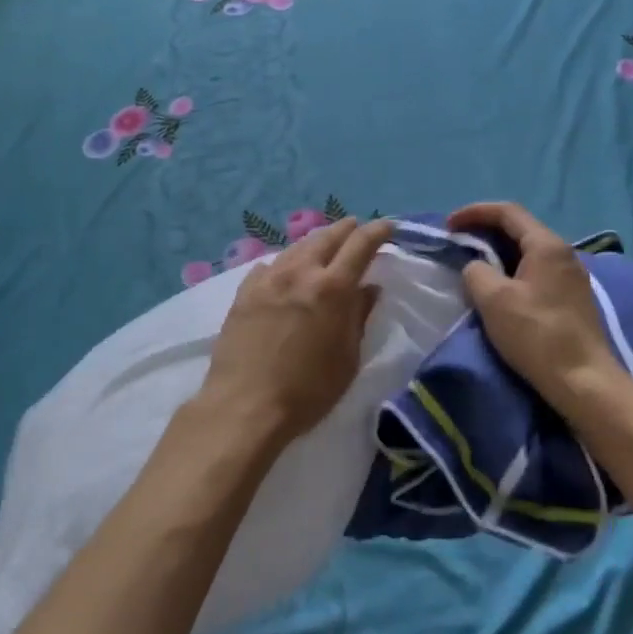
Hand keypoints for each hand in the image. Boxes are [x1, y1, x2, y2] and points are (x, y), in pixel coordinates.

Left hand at [199, 216, 395, 446]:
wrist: (245, 406)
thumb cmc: (308, 391)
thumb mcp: (347, 358)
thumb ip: (359, 317)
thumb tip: (369, 288)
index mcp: (333, 288)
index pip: (360, 244)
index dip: (377, 231)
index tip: (388, 227)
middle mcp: (300, 272)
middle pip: (327, 237)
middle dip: (346, 229)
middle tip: (357, 227)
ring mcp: (268, 279)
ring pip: (297, 247)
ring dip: (316, 242)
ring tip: (325, 245)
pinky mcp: (244, 292)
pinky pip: (270, 265)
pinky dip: (286, 262)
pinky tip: (285, 271)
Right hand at [447, 202, 631, 414]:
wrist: (583, 381)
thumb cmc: (537, 335)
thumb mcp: (493, 300)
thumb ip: (476, 272)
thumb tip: (476, 267)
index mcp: (546, 245)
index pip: (507, 212)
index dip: (474, 212)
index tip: (449, 226)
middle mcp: (563, 253)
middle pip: (520, 228)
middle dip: (486, 230)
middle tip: (459, 243)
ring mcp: (572, 276)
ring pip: (529, 250)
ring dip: (499, 252)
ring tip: (474, 265)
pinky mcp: (572, 298)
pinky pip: (537, 270)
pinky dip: (513, 269)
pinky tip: (500, 288)